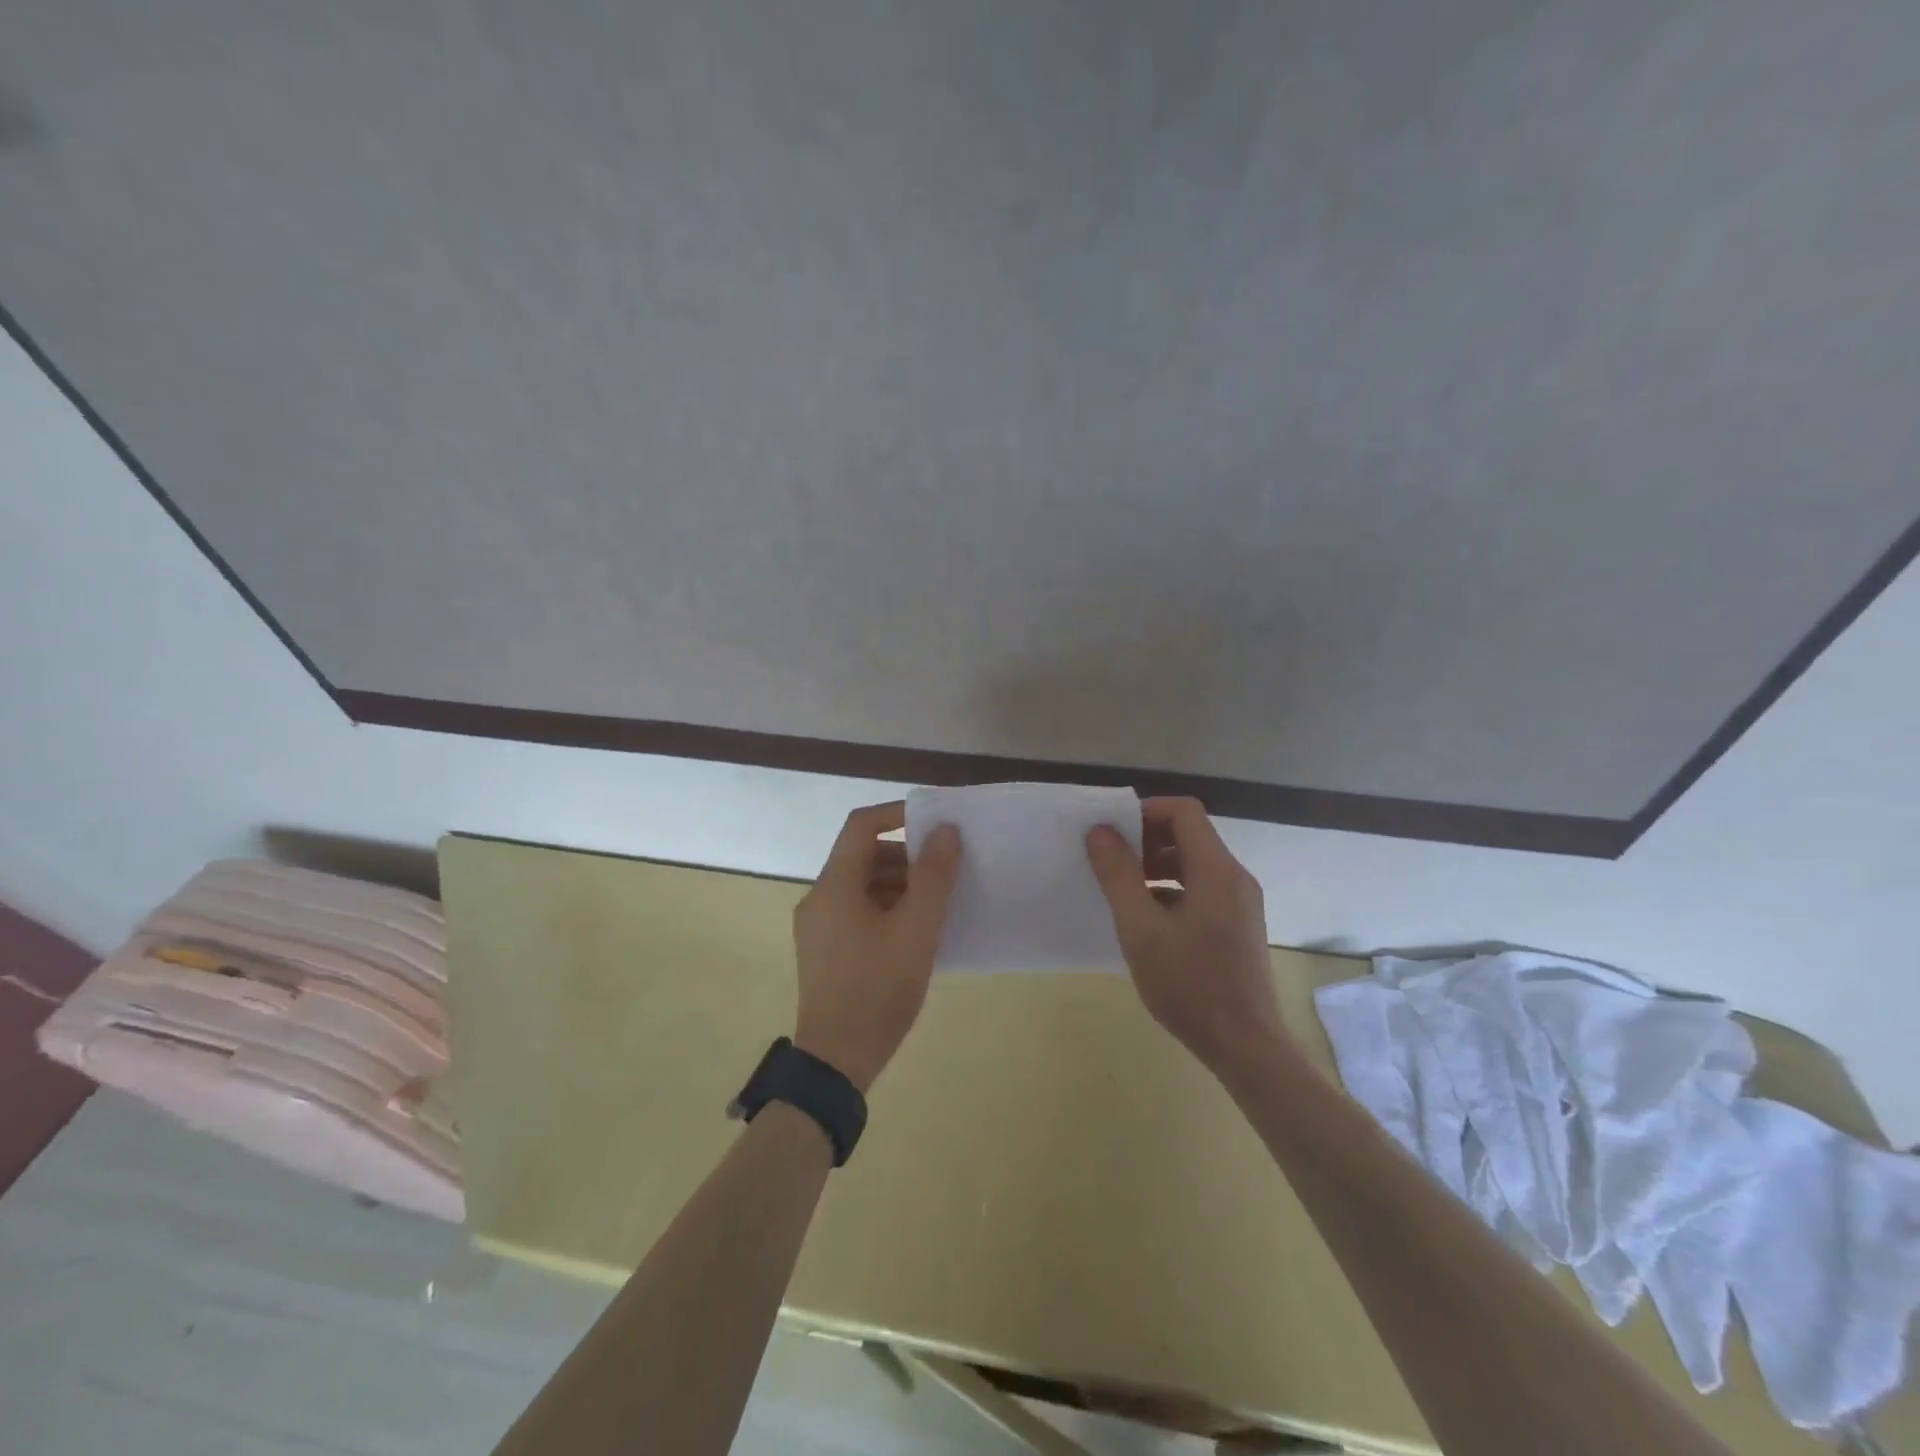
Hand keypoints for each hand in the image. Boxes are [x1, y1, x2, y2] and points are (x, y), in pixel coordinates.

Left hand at [792, 802, 961, 1091]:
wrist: (836, 1062)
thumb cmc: (878, 988)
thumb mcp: (917, 929)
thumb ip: (933, 876)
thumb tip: (945, 831)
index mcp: (834, 885)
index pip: (862, 825)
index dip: (898, 814)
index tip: (934, 824)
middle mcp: (819, 898)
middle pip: (862, 856)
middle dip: (905, 858)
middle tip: (943, 875)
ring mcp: (818, 927)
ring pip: (861, 886)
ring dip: (898, 885)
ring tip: (935, 908)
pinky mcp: (824, 952)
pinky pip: (857, 912)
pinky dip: (886, 909)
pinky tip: (914, 935)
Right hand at [1085, 797, 1286, 1078]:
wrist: (1245, 1046)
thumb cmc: (1189, 984)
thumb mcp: (1141, 928)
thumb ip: (1118, 875)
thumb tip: (1100, 832)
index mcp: (1216, 870)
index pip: (1184, 812)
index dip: (1146, 812)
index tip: (1113, 833)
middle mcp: (1234, 878)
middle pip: (1190, 836)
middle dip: (1146, 840)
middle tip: (1110, 862)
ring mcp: (1240, 903)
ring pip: (1194, 864)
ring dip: (1156, 867)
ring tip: (1122, 892)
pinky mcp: (1238, 926)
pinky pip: (1202, 890)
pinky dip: (1171, 890)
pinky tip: (1146, 921)